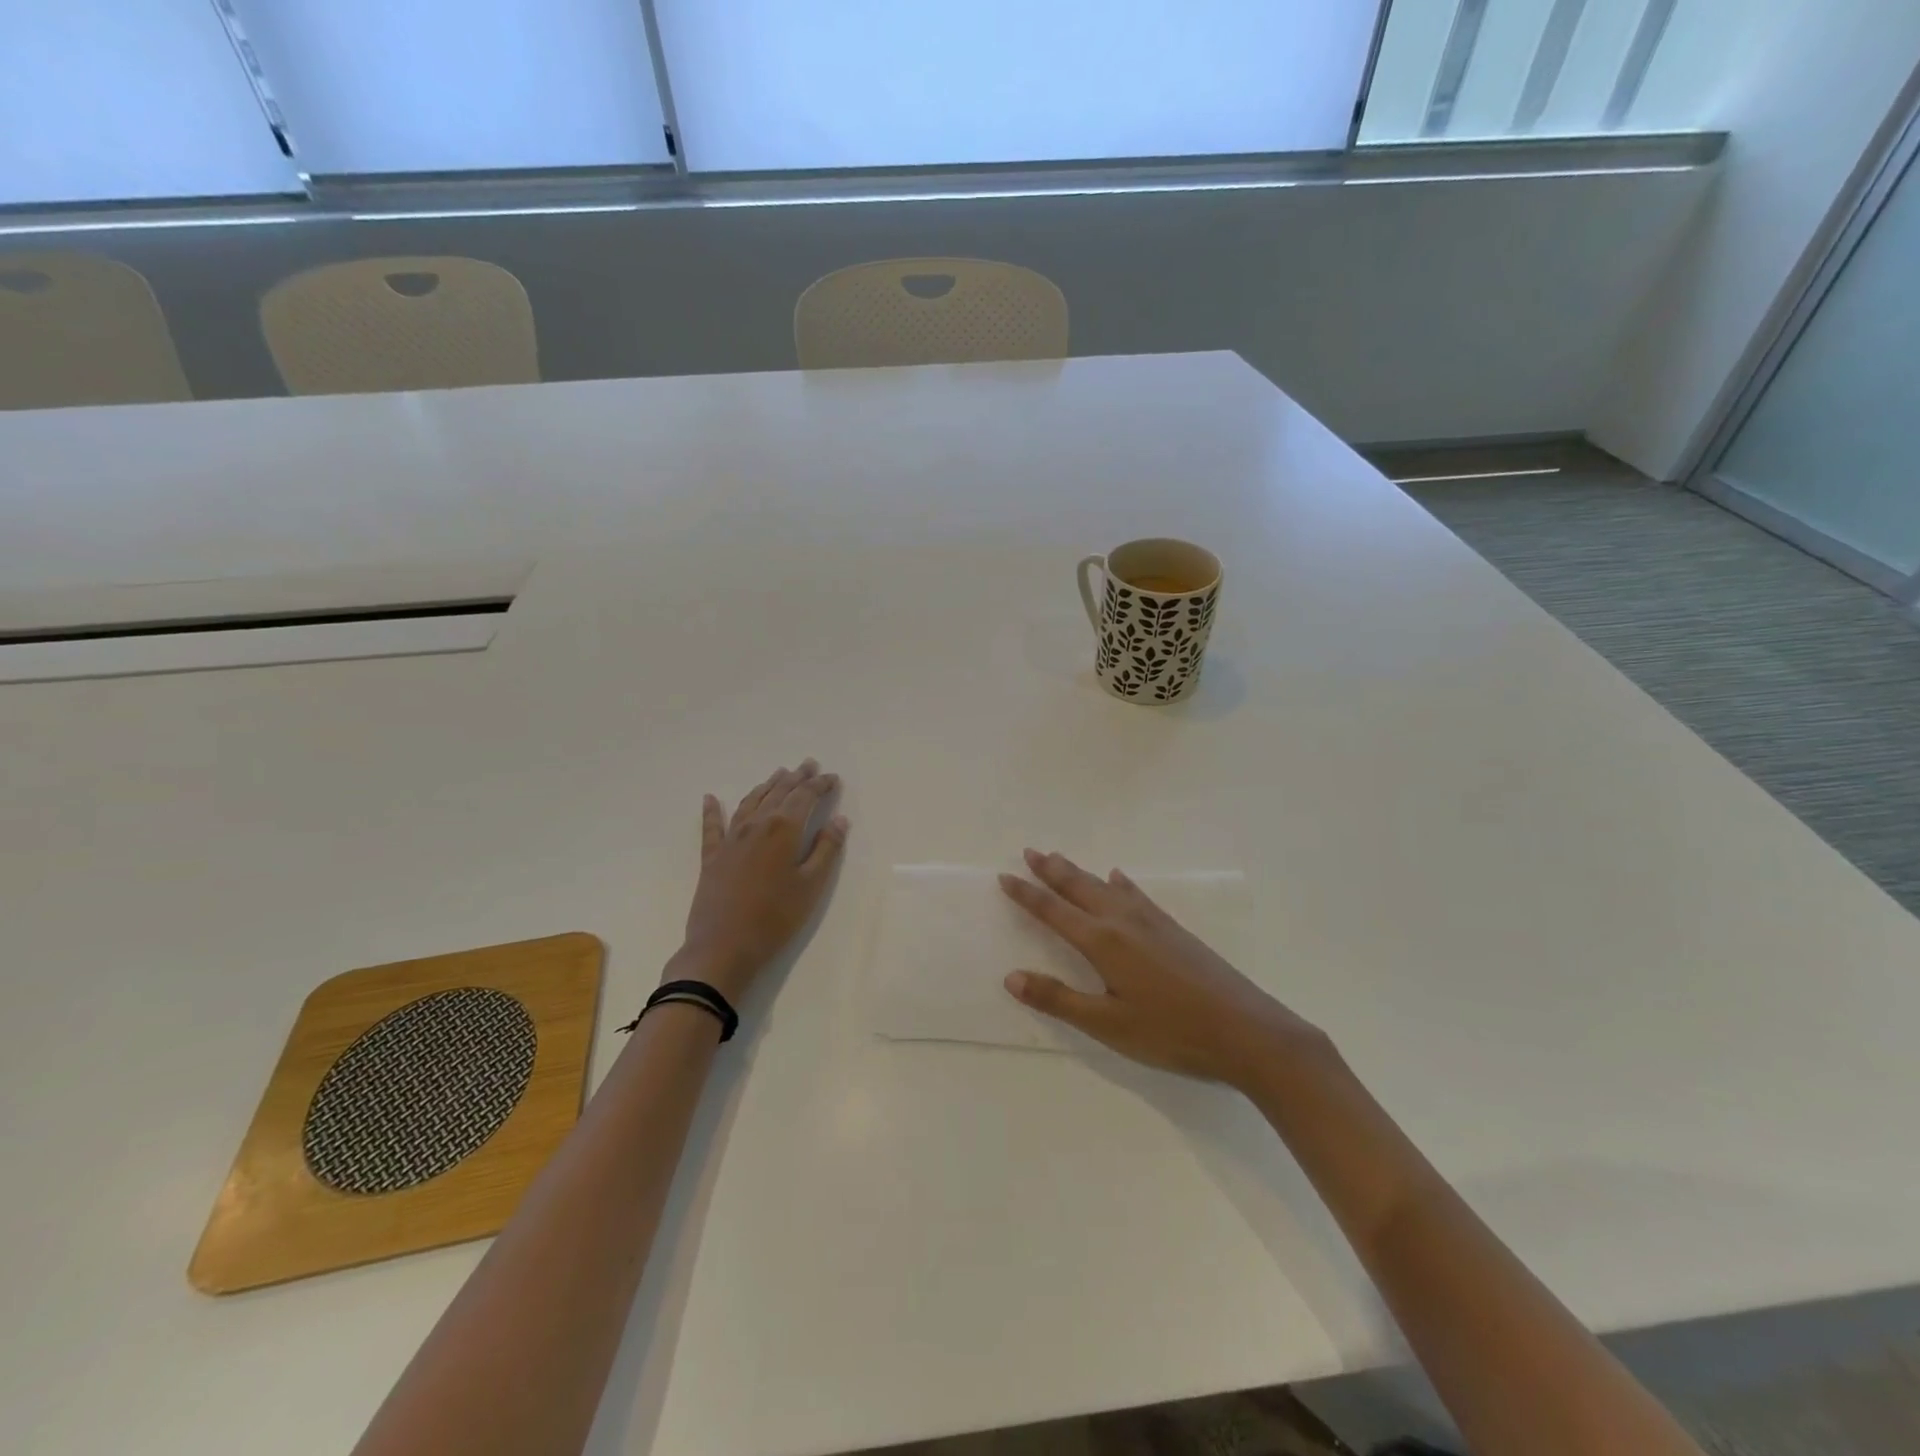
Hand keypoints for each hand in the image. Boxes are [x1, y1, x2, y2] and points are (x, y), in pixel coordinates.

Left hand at [676, 759, 847, 1001]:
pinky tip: (711, 798)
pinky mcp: (712, 857)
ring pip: (751, 802)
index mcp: (783, 829)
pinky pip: (712, 826)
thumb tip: (839, 820)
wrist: (723, 947)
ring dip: (767, 786)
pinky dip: (712, 810)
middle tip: (808, 764)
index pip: (805, 797)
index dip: (820, 785)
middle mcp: (756, 825)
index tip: (833, 778)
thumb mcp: (811, 886)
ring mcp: (730, 839)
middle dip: (796, 778)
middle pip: (778, 793)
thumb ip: (826, 850)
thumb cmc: (775, 918)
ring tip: (778, 774)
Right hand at [998, 849, 1327, 1089]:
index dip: (1027, 894)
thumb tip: (1011, 977)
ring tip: (1060, 859)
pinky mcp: (1174, 929)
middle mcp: (1124, 922)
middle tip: (1030, 851)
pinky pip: (1137, 895)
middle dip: (1051, 870)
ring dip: (1080, 872)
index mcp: (1103, 942)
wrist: (1247, 1031)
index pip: (1054, 911)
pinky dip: (1120, 884)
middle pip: (1079, 887)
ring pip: (1106, 887)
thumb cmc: (1172, 1033)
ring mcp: (1152, 922)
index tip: (1005, 876)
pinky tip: (1119, 879)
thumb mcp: (1109, 1025)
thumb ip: (1059, 999)